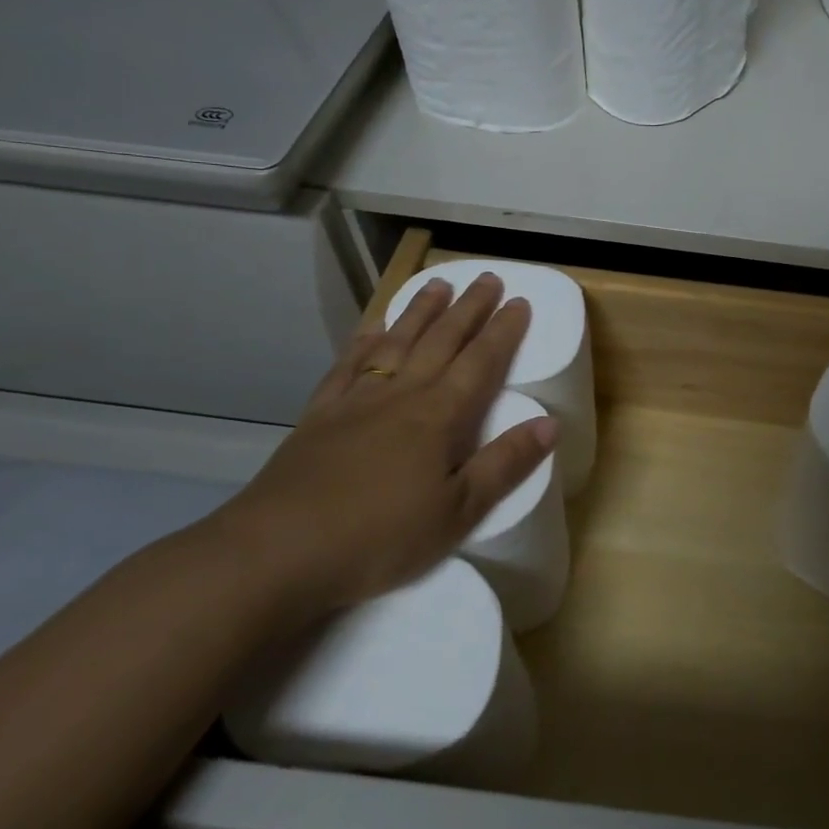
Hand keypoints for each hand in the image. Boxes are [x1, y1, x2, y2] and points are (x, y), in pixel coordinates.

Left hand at [214, 273, 557, 616]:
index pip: (481, 361)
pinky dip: (363, 342)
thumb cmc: (380, 536)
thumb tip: (551, 423)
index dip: (503, 330)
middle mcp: (401, 395)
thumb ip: (505, 464)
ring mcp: (356, 401)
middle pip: (441, 340)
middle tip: (487, 278)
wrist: (277, 551)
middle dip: (468, 308)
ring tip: (437, 285)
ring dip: (420, 312)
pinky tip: (371, 329)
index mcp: (439, 416)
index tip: (520, 301)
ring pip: (396, 343)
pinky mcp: (320, 416)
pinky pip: (348, 366)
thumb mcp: (458, 512)